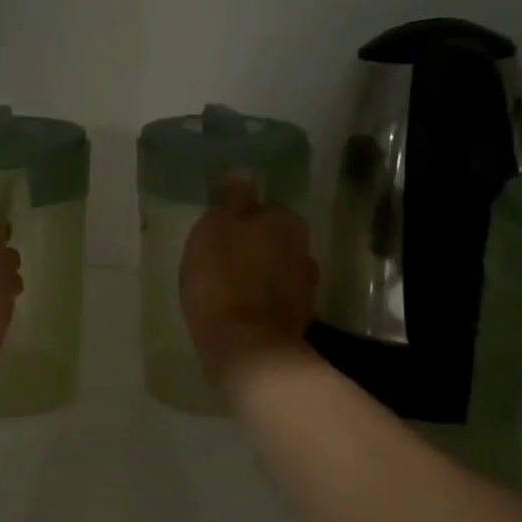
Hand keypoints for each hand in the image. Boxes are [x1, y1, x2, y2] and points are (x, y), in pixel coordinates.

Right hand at [180, 179, 318, 391]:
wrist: (247, 348)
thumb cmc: (223, 279)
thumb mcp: (216, 228)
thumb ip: (232, 199)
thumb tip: (245, 173)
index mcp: (285, 221)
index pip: (266, 208)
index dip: (242, 219)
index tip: (220, 233)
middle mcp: (304, 249)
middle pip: (275, 239)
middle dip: (254, 246)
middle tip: (221, 259)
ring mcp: (305, 287)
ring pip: (278, 269)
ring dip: (260, 274)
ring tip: (229, 287)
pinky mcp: (298, 319)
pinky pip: (276, 299)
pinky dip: (262, 301)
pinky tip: (240, 310)